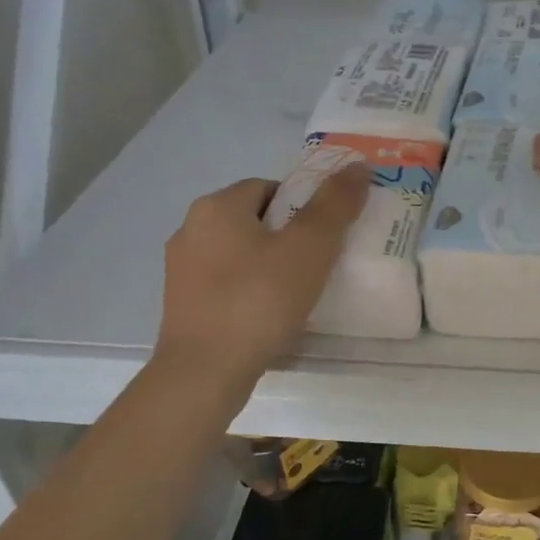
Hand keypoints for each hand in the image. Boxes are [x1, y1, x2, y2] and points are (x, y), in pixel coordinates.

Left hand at [154, 166, 369, 380]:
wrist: (204, 373)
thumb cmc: (259, 301)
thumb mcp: (308, 249)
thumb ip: (335, 205)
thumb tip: (358, 166)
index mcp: (216, 207)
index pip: (269, 188)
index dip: (303, 206)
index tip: (327, 236)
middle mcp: (190, 230)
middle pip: (253, 220)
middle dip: (287, 236)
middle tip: (321, 263)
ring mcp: (181, 270)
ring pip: (238, 254)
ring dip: (268, 264)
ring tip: (300, 292)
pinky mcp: (182, 305)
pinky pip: (226, 284)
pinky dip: (250, 291)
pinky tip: (271, 315)